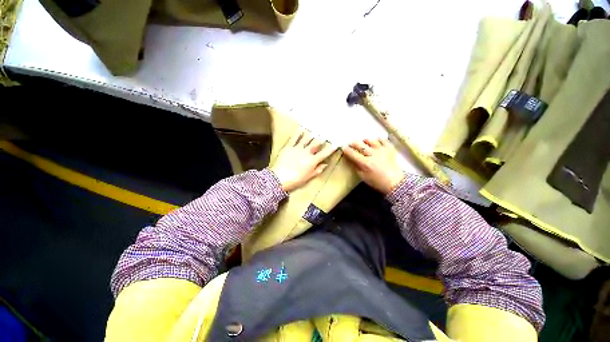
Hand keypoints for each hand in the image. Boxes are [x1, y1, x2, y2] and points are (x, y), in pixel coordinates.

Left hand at [270, 129, 334, 192]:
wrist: (279, 178)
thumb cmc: (295, 180)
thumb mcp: (308, 177)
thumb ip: (318, 170)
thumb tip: (325, 164)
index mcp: (312, 161)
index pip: (324, 153)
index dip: (331, 148)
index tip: (336, 143)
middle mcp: (307, 152)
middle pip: (316, 142)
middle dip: (321, 137)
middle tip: (325, 132)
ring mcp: (297, 148)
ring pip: (306, 138)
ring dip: (311, 133)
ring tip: (315, 128)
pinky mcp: (289, 146)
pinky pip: (295, 138)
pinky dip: (298, 132)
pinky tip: (302, 128)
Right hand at [342, 138, 405, 194]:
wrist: (395, 182)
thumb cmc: (377, 181)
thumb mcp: (363, 177)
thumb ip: (355, 167)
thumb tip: (350, 159)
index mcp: (365, 163)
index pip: (352, 154)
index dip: (346, 150)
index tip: (343, 148)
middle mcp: (373, 154)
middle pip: (360, 145)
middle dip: (354, 143)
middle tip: (352, 144)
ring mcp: (382, 150)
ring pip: (371, 140)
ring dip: (365, 141)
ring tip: (364, 142)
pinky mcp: (389, 149)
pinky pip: (383, 140)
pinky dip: (378, 139)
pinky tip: (376, 141)